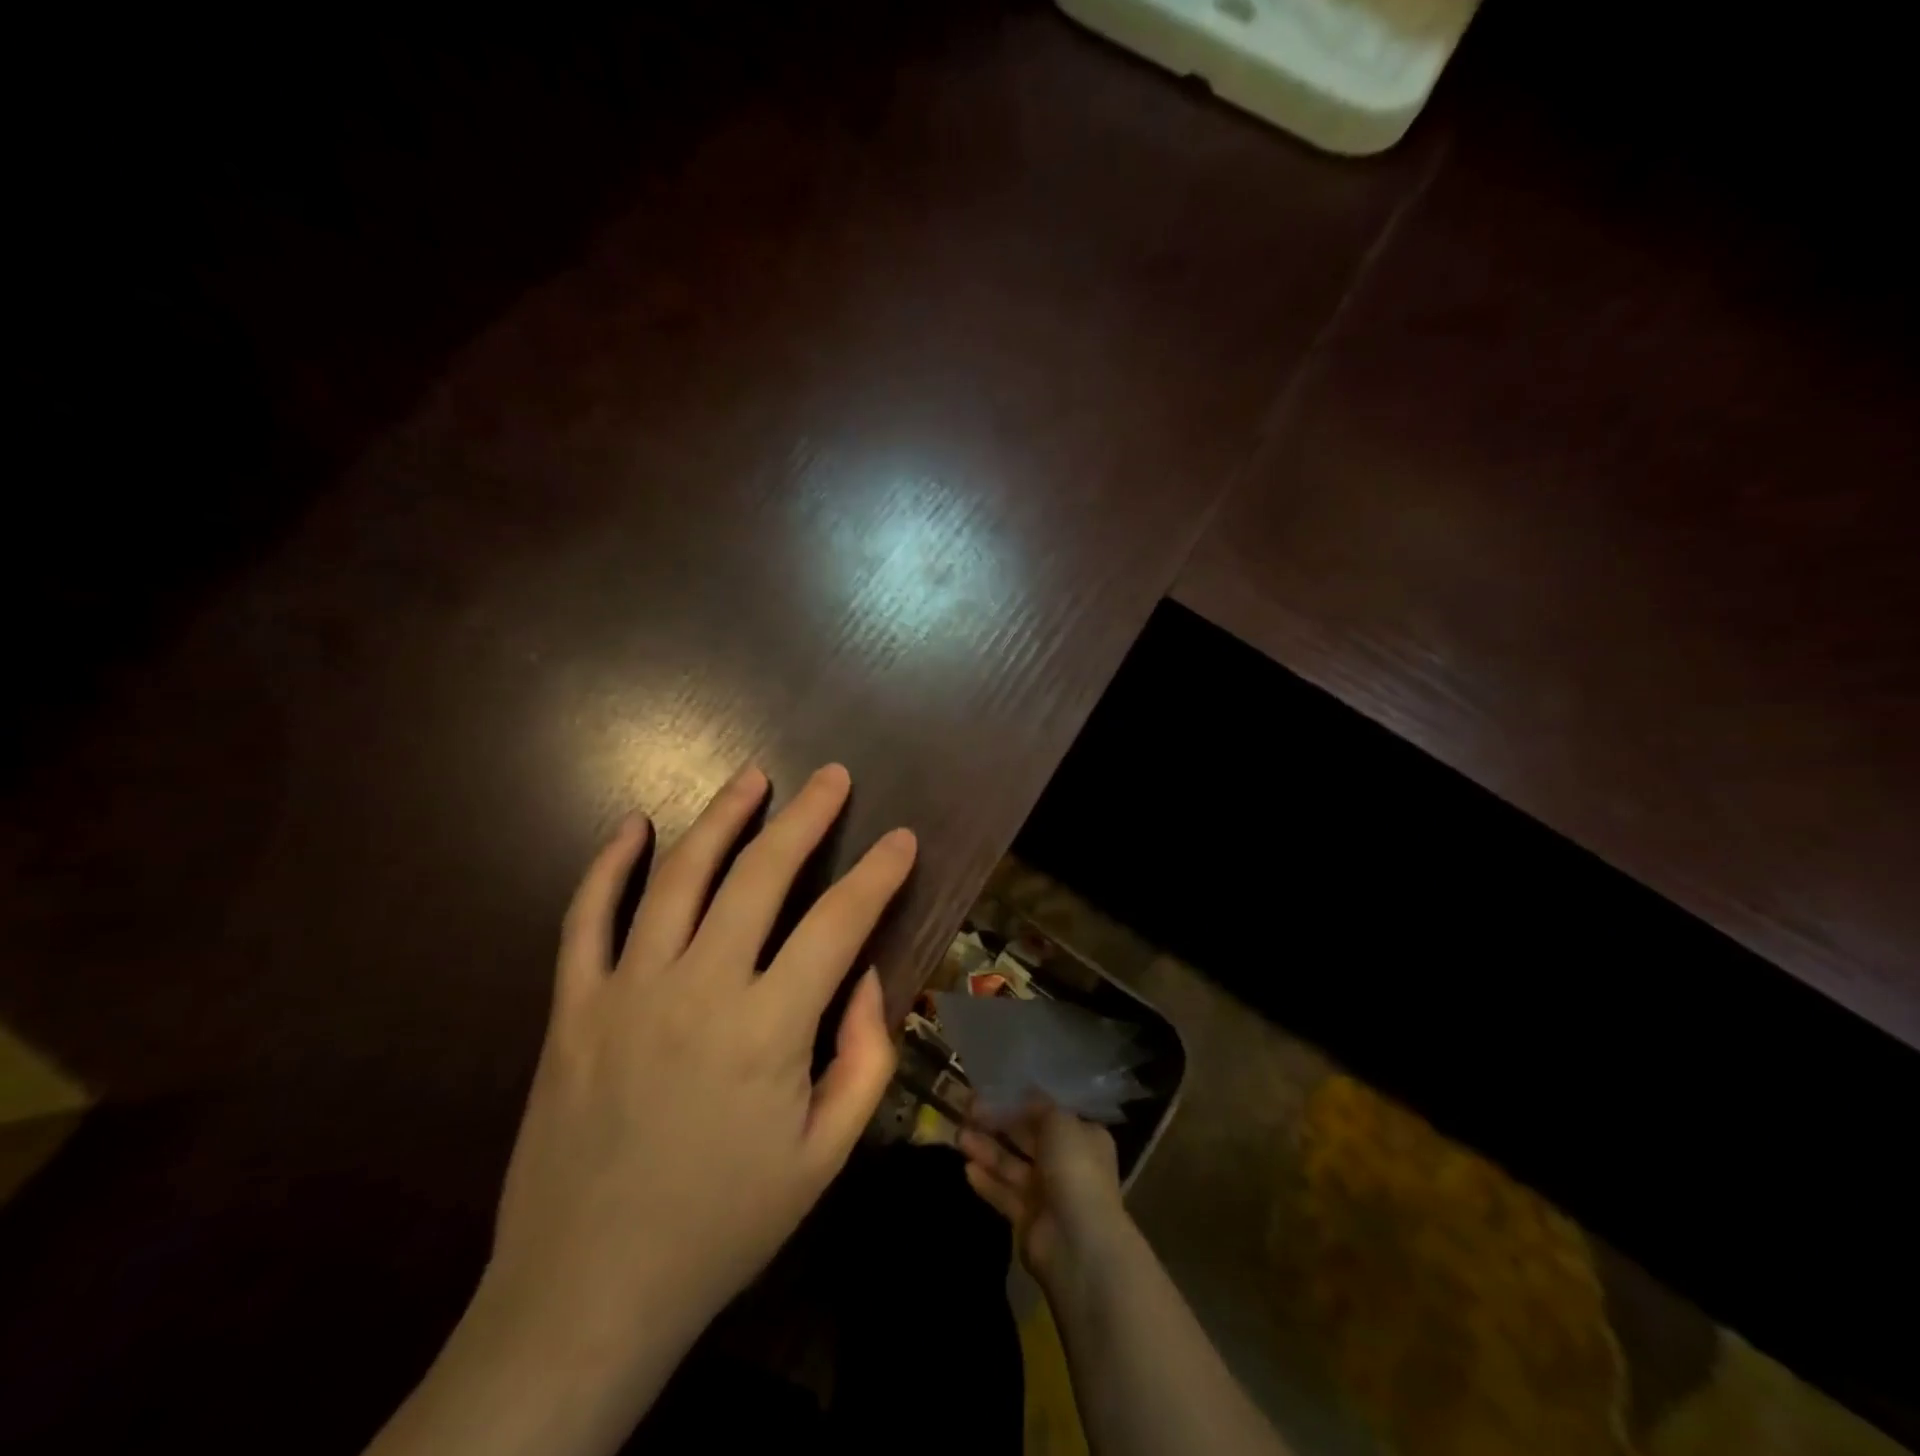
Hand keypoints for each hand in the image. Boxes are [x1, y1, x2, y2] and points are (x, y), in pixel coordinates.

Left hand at [486, 762, 914, 1361]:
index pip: (839, 923)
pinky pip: (586, 918)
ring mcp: (627, 990)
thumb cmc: (723, 1225)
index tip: (902, 838)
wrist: (586, 1293)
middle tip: (833, 776)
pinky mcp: (572, 1007)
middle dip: (807, 816)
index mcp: (768, 1029)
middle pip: (761, 875)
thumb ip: (865, 1058)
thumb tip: (864, 976)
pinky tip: (632, 827)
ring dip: (721, 818)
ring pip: (678, 876)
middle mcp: (700, 988)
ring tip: (753, 777)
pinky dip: (608, 865)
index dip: (878, 874)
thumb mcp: (825, 1157)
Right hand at [959, 1104, 1125, 1286]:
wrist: (1079, 1243)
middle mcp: (1067, 1163)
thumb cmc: (1075, 1169)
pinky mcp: (1028, 1220)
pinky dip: (987, 1182)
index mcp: (1082, 1137)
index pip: (1047, 1114)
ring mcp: (1047, 1194)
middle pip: (1025, 1138)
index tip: (991, 1091)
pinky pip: (1004, 1194)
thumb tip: (1025, 1093)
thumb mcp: (1060, 1122)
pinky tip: (967, 1168)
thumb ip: (1039, 1106)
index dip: (1019, 1102)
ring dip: (986, 1150)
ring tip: (959, 1135)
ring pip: (1011, 1165)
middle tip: (966, 1109)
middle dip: (997, 1124)